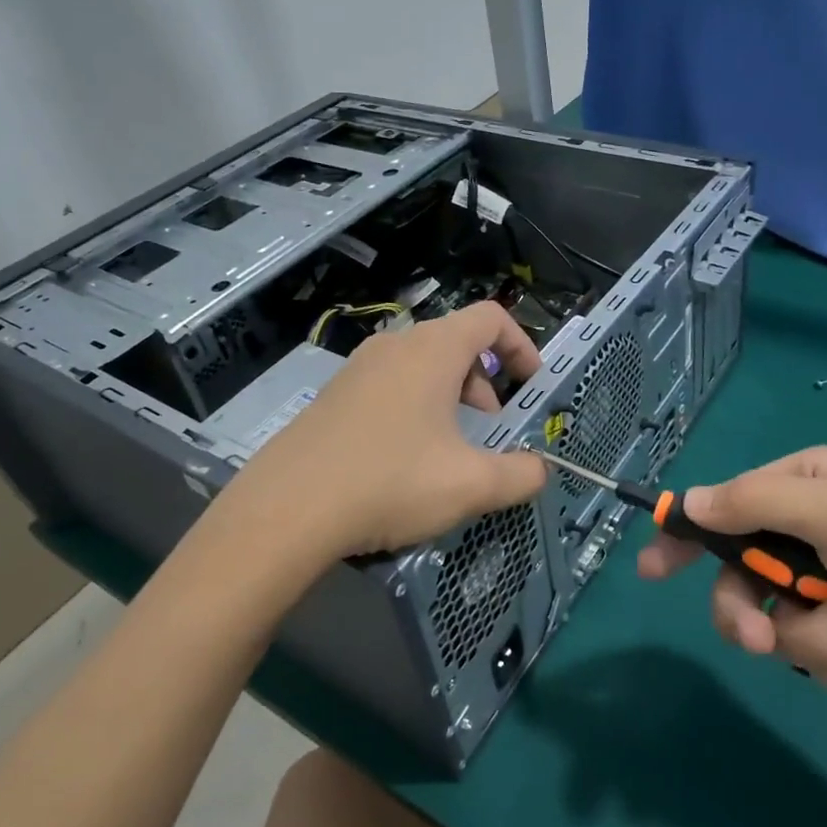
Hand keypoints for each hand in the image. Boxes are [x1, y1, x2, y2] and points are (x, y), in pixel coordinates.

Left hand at [205, 301, 546, 573]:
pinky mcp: (333, 396)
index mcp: (433, 350)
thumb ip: (519, 475)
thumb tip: (539, 470)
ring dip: (450, 397)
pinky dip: (414, 408)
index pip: (490, 317)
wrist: (287, 509)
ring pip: (421, 366)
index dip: (521, 345)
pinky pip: (389, 386)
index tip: (532, 385)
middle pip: (456, 342)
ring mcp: (357, 369)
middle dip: (485, 382)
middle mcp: (394, 346)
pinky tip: (403, 462)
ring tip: (449, 449)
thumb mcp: (470, 485)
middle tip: (490, 428)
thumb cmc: (391, 482)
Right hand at [637, 446, 826, 728]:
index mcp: (812, 489)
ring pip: (779, 623)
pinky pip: (818, 657)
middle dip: (749, 608)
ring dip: (820, 635)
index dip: (687, 534)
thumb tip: (687, 502)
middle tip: (754, 637)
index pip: (729, 504)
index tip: (651, 567)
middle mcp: (819, 535)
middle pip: (743, 574)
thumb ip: (754, 504)